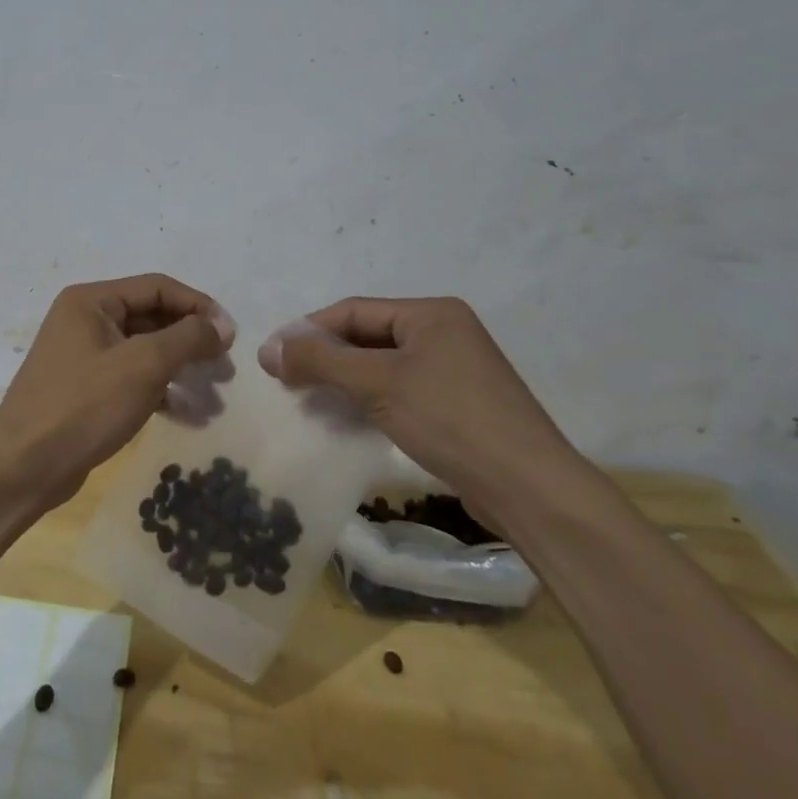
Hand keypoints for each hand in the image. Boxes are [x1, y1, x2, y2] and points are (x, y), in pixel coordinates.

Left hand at [0, 274, 235, 512]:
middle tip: (224, 369)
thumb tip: (222, 325)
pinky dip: (159, 389)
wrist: (23, 469)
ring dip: (179, 368)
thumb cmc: (83, 407)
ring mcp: (82, 354)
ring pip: (144, 349)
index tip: (231, 336)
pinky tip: (185, 413)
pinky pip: (131, 376)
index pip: (157, 287)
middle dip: (191, 340)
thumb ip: (187, 338)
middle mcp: (84, 319)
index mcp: (91, 300)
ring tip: (212, 394)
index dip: (198, 306)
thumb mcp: (143, 366)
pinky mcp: (84, 388)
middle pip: (151, 316)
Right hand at [257, 297, 579, 516]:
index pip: (353, 311)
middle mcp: (444, 332)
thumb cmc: (450, 419)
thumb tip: (268, 349)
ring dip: (343, 382)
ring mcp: (453, 370)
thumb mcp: (377, 384)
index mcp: (431, 313)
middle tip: (286, 382)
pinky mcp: (456, 405)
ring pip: (381, 366)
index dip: (308, 331)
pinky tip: (345, 419)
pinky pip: (399, 390)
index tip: (272, 358)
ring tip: (307, 402)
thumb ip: (320, 361)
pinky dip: (368, 400)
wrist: (528, 487)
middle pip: (367, 336)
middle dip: (325, 358)